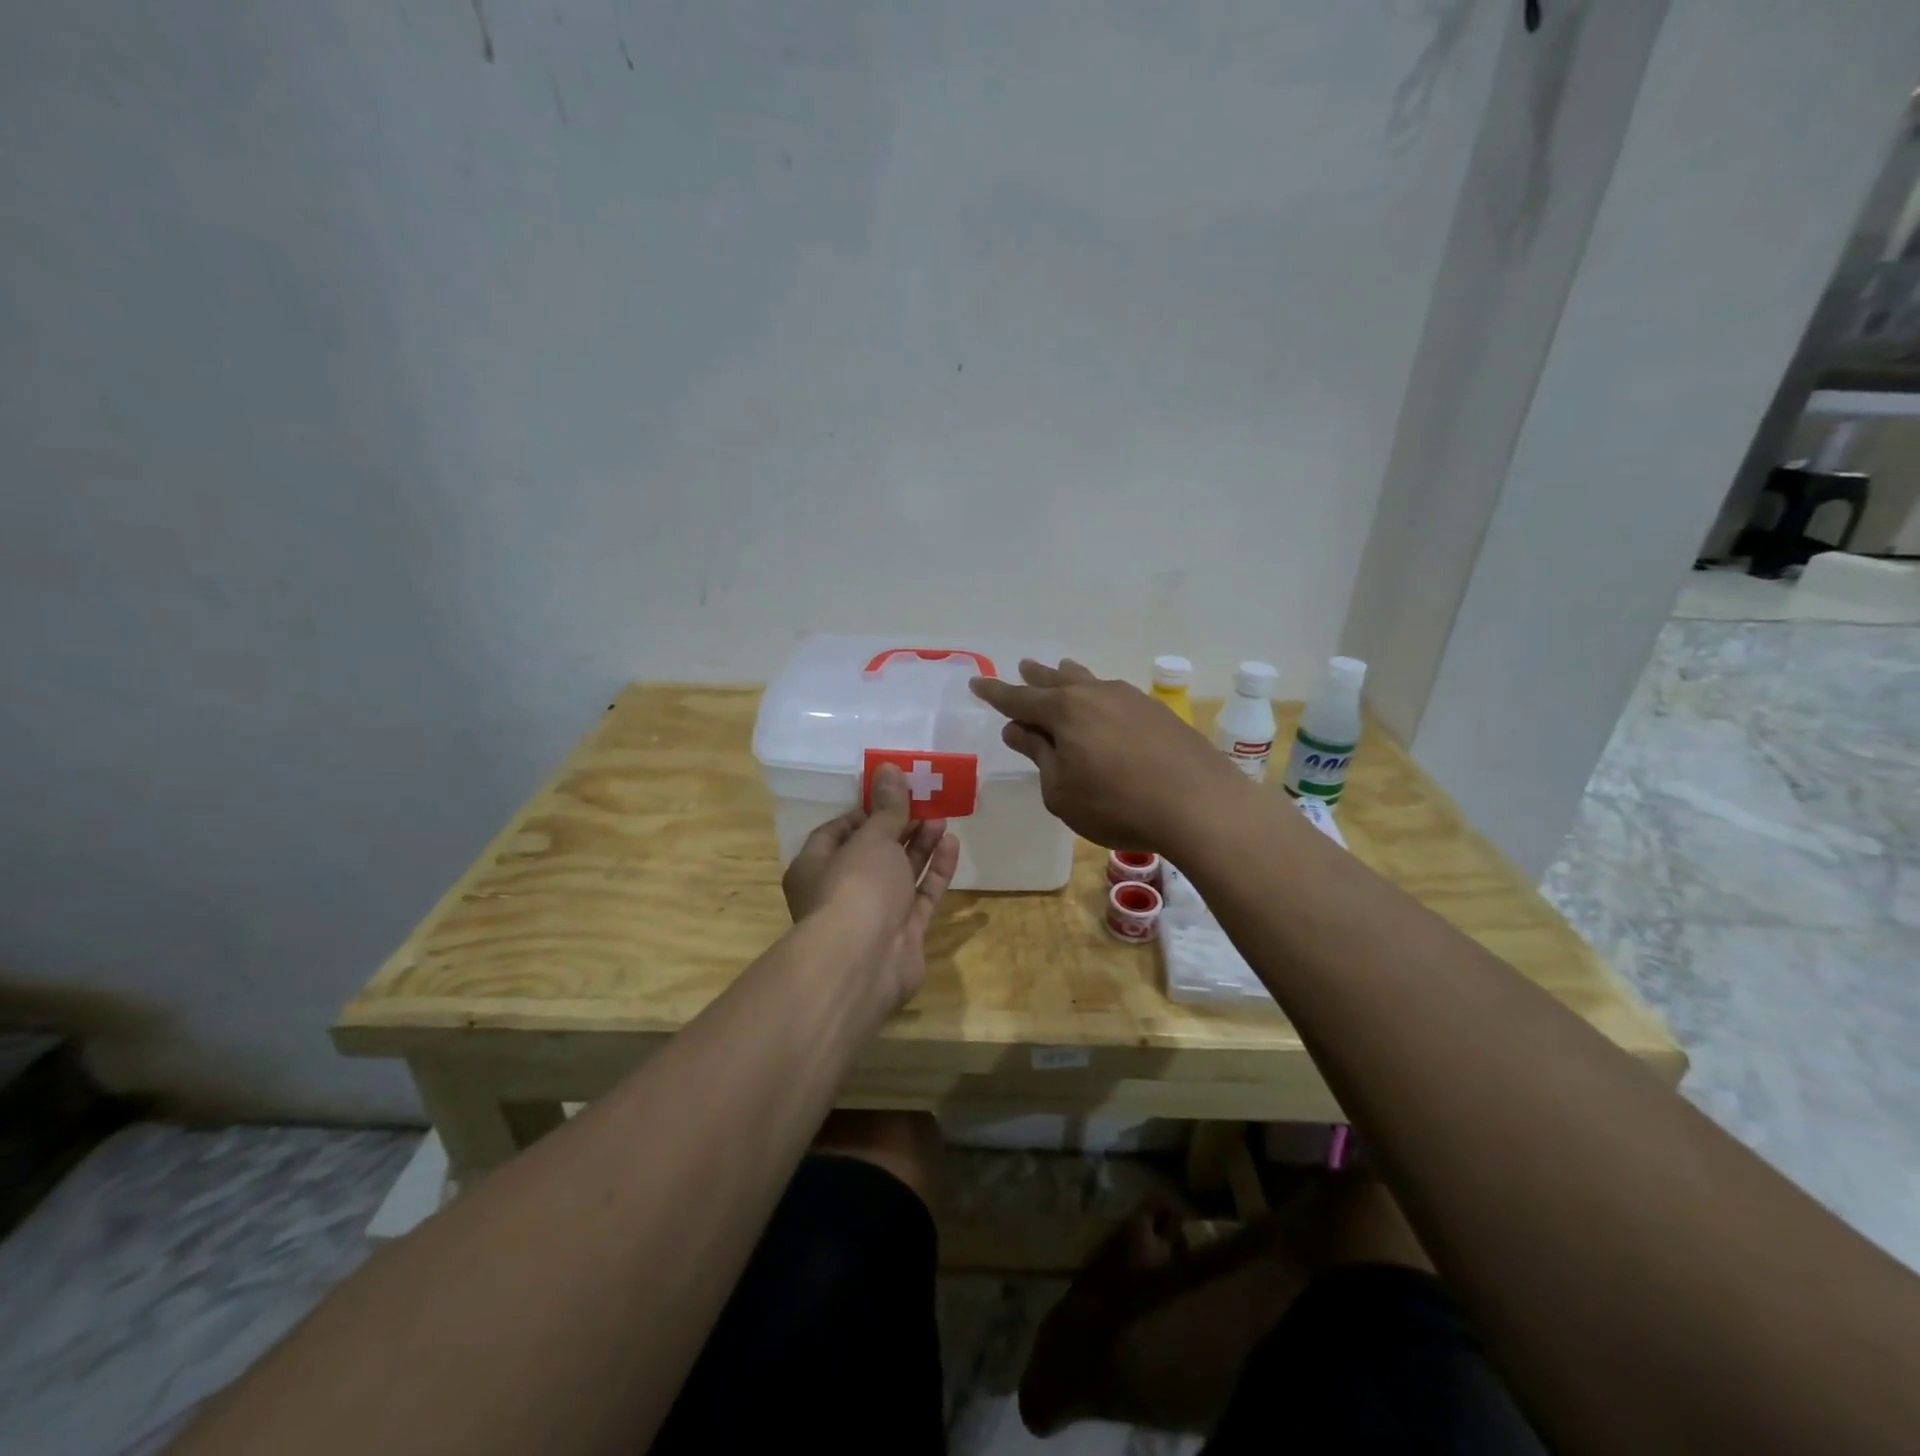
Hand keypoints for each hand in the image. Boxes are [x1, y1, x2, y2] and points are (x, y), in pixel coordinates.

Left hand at [781, 764, 960, 1012]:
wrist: (863, 962)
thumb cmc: (855, 887)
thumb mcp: (872, 838)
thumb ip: (887, 807)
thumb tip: (889, 768)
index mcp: (815, 866)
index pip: (838, 831)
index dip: (866, 811)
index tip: (893, 793)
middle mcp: (841, 890)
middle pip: (873, 852)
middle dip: (900, 826)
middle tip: (926, 802)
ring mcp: (874, 914)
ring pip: (899, 873)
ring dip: (920, 845)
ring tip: (943, 817)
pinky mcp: (903, 933)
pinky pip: (921, 896)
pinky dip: (935, 872)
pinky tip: (952, 845)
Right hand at [970, 658, 1246, 853]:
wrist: (1198, 804)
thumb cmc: (1116, 803)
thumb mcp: (1061, 790)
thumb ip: (1039, 755)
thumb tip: (1019, 729)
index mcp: (1064, 711)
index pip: (1019, 699)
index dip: (996, 694)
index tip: (977, 683)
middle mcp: (1095, 694)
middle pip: (1056, 681)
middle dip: (1035, 678)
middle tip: (1022, 667)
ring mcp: (1130, 699)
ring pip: (1090, 682)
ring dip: (1069, 677)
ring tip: (1060, 668)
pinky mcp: (1157, 713)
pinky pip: (1115, 695)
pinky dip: (1098, 694)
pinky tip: (1104, 701)